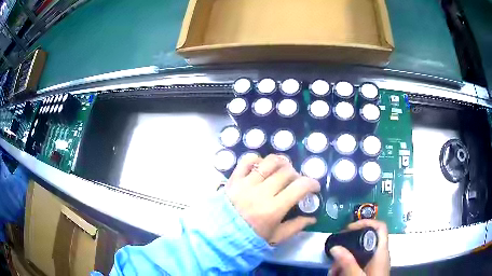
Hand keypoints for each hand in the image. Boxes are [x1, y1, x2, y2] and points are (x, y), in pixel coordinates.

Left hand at [225, 153, 320, 243]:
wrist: (221, 236)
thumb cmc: (250, 238)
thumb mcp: (276, 237)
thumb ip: (296, 226)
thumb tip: (313, 218)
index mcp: (273, 209)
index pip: (299, 187)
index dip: (312, 183)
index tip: (314, 187)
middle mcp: (261, 192)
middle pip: (286, 172)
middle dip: (297, 175)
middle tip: (296, 183)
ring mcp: (246, 183)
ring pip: (269, 162)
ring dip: (281, 163)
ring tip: (283, 170)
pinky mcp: (234, 179)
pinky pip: (246, 161)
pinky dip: (257, 159)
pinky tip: (262, 166)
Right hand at [329, 220, 389, 275]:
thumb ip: (347, 262)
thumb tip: (335, 247)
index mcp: (381, 252)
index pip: (380, 227)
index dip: (366, 222)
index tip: (349, 228)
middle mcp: (380, 254)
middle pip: (366, 240)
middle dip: (348, 247)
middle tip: (334, 256)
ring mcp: (375, 262)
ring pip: (360, 253)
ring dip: (345, 260)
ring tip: (332, 272)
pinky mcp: (370, 269)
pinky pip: (359, 262)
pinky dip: (348, 266)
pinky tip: (338, 274)